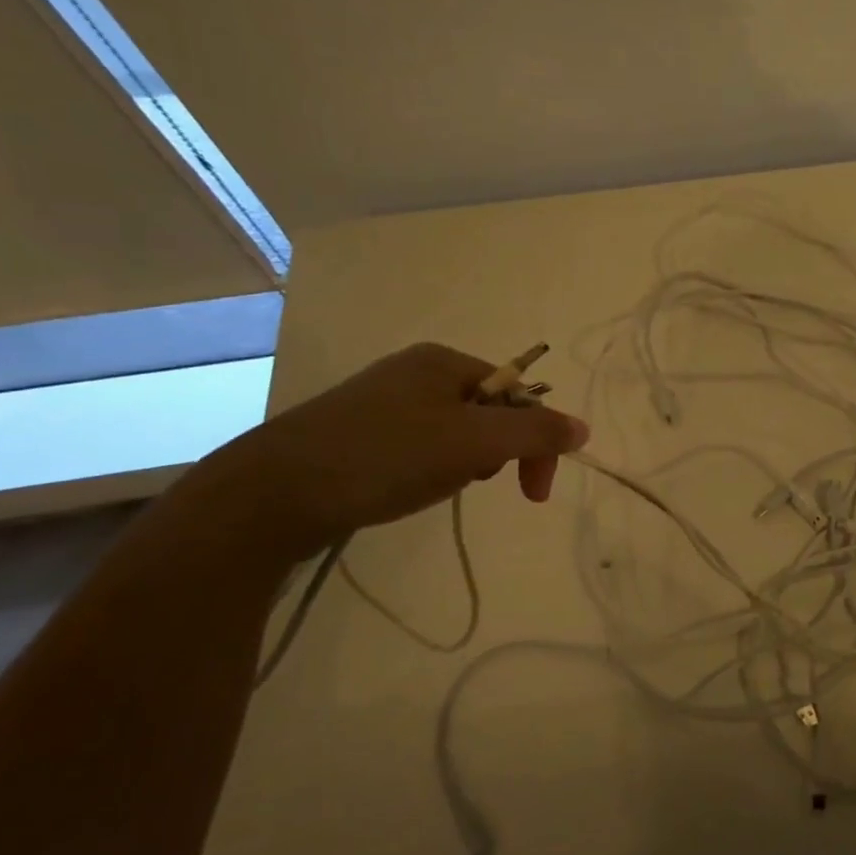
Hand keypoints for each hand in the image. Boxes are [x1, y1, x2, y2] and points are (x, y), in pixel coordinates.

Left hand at [206, 342, 589, 557]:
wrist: (272, 492)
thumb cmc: (385, 457)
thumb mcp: (474, 443)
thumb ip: (535, 434)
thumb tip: (583, 429)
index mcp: (444, 360)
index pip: (519, 396)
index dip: (537, 442)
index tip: (534, 494)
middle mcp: (415, 371)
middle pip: (489, 413)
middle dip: (494, 455)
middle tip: (469, 481)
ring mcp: (382, 400)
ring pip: (455, 434)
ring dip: (462, 465)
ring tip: (431, 487)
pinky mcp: (357, 432)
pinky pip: (419, 446)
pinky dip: (428, 470)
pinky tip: (404, 489)